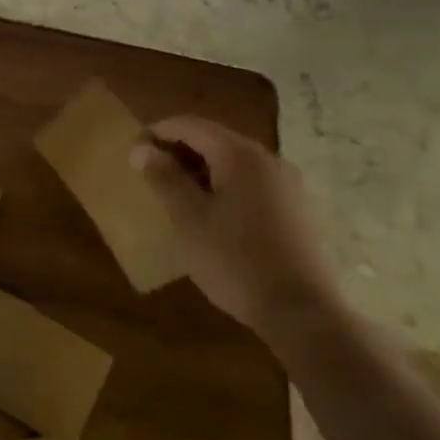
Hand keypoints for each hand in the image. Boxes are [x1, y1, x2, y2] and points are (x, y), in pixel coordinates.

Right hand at [130, 115, 339, 340]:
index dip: (158, 132)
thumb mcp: (189, 219)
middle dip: (180, 151)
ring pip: (234, 162)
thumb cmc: (236, 261)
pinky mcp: (297, 208)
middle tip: (152, 175)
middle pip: (214, 139)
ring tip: (178, 196)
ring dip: (202, 169)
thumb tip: (141, 148)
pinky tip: (214, 215)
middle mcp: (267, 159)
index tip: (134, 152)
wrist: (304, 314)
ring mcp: (288, 183)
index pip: (190, 125)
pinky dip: (226, 185)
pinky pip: (252, 182)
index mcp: (239, 155)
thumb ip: (164, 178)